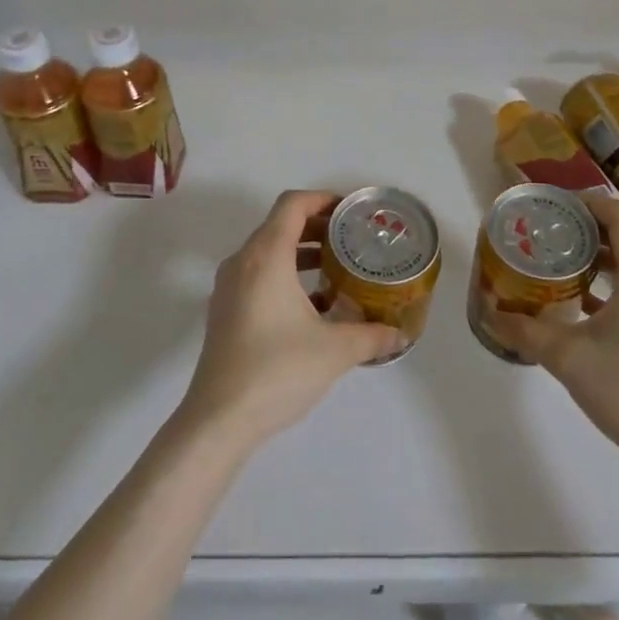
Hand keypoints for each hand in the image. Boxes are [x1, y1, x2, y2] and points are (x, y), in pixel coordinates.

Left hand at [178, 190, 403, 447]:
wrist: (218, 420)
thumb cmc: (276, 371)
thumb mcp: (334, 351)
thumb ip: (371, 336)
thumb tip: (400, 335)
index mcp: (266, 256)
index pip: (292, 205)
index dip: (323, 199)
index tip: (352, 210)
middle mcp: (243, 262)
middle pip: (280, 225)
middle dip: (318, 227)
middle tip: (353, 238)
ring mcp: (229, 287)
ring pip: (269, 252)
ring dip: (302, 252)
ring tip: (338, 267)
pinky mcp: (225, 311)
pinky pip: (258, 275)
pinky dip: (286, 275)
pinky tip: (315, 305)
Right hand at [485, 195, 618, 471]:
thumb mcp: (567, 358)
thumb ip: (526, 331)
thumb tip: (492, 314)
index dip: (587, 203)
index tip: (555, 207)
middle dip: (589, 229)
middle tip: (552, 234)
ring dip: (603, 256)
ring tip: (564, 263)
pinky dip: (617, 281)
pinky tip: (585, 303)